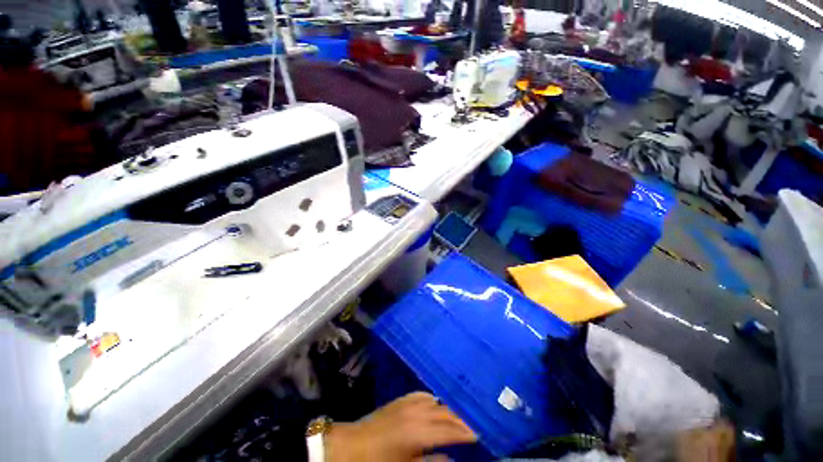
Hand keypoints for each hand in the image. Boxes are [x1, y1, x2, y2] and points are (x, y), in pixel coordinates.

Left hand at [325, 392, 476, 461]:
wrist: (353, 444)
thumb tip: (452, 458)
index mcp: (420, 432)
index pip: (450, 430)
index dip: (465, 432)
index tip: (478, 434)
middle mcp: (417, 413)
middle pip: (445, 414)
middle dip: (461, 420)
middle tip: (473, 425)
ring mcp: (408, 403)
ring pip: (436, 403)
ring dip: (448, 409)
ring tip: (458, 416)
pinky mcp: (400, 400)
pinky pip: (422, 395)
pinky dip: (432, 399)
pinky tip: (436, 403)